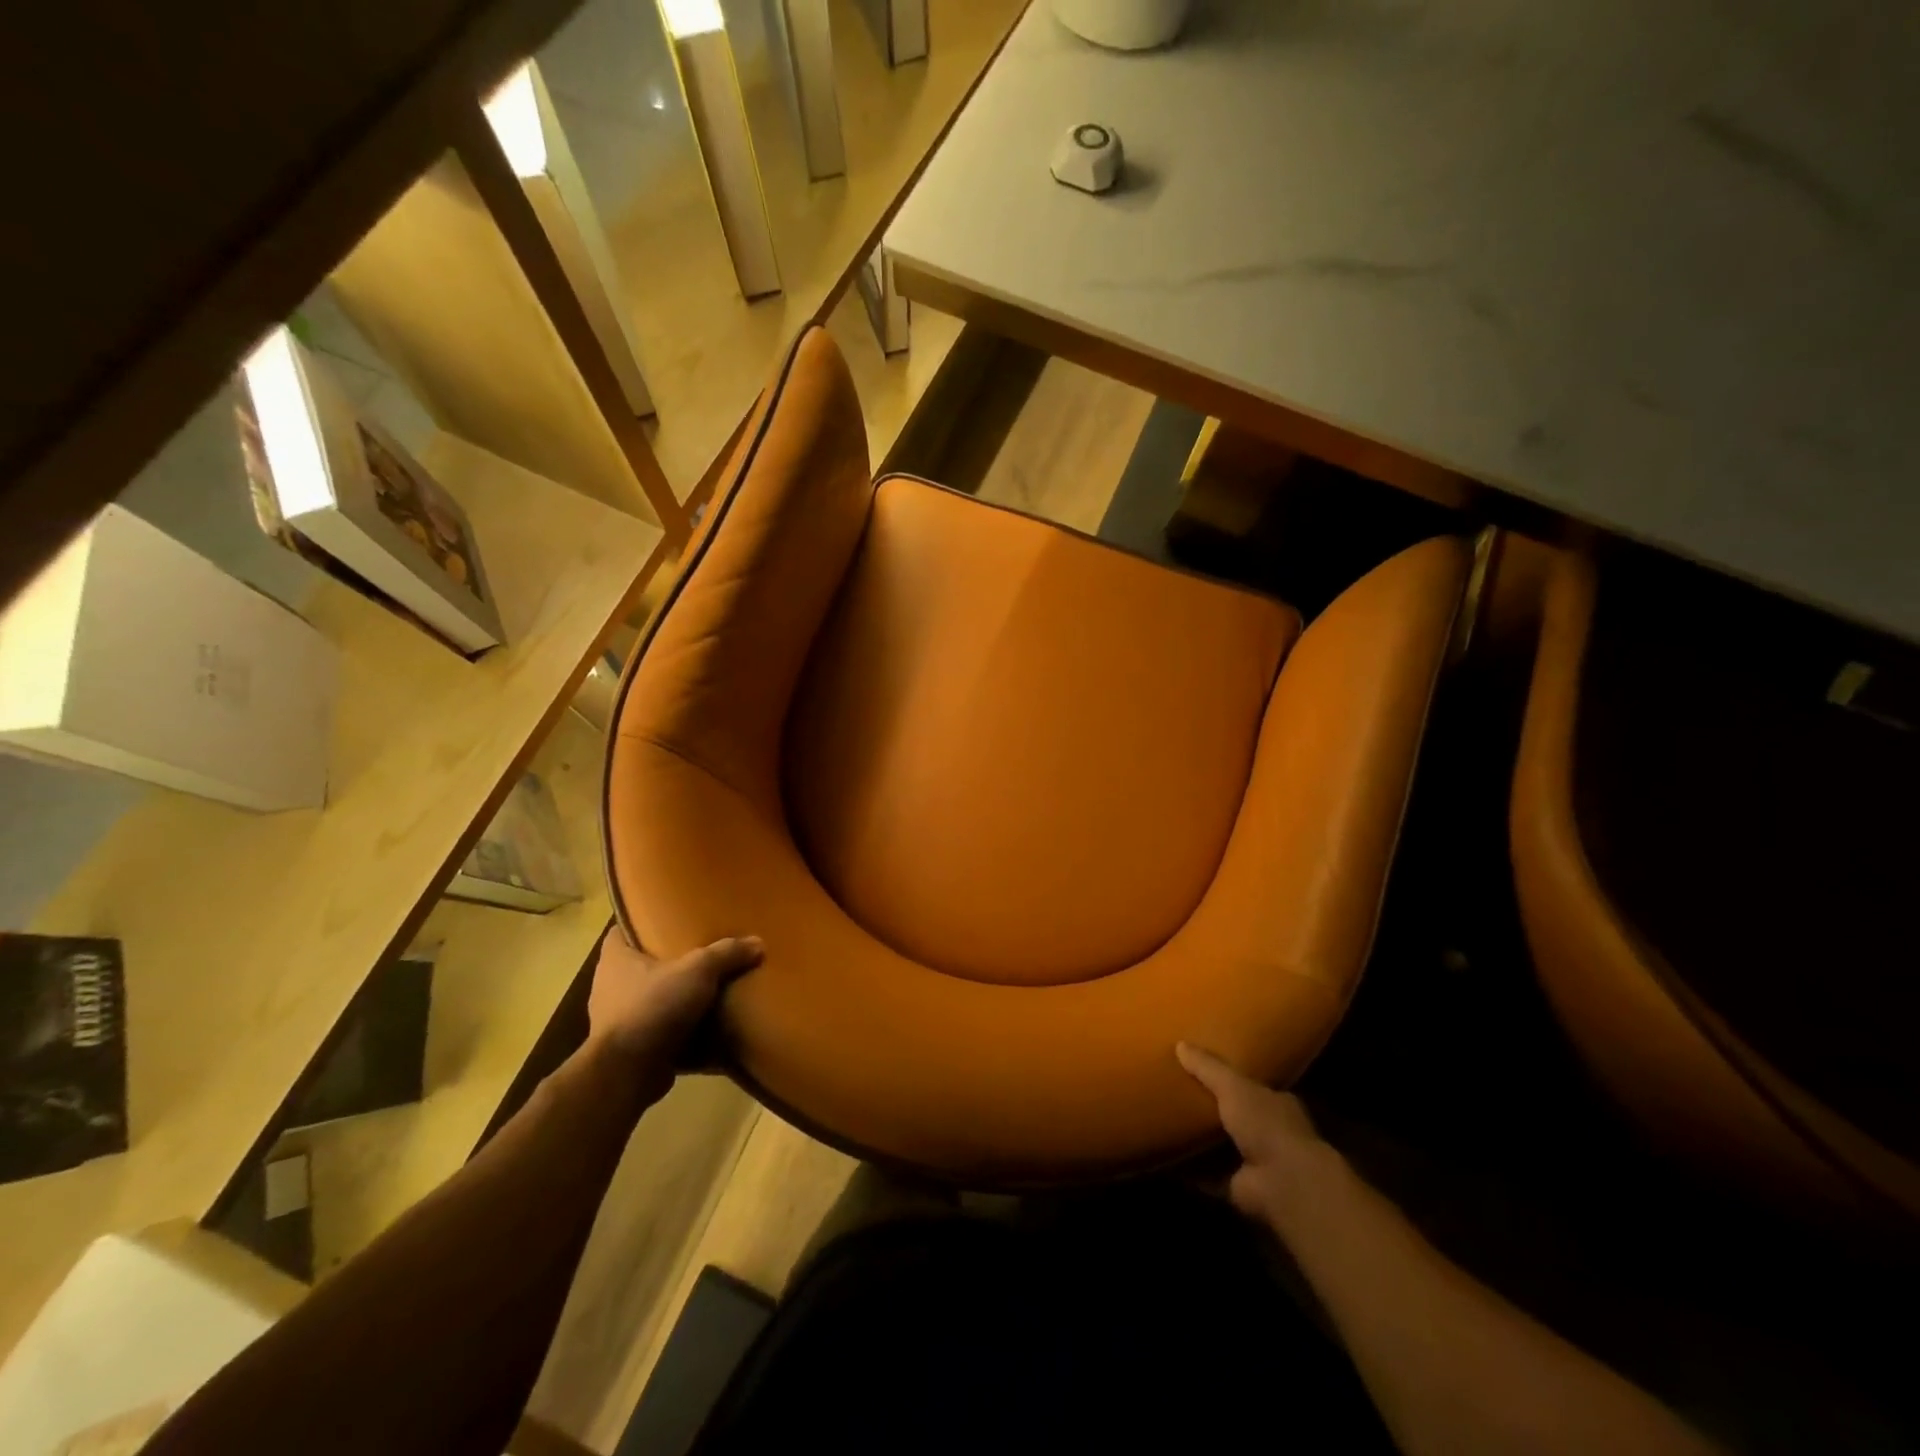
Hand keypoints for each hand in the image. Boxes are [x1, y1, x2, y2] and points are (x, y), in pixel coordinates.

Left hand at [588, 930, 763, 1096]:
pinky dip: (679, 1031)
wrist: (627, 1073)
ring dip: (675, 999)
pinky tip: (706, 1028)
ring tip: (709, 991)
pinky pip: (659, 1032)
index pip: (623, 930)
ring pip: (651, 999)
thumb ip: (727, 953)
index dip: (644, 922)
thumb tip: (758, 943)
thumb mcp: (698, 971)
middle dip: (669, 962)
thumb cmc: (653, 1007)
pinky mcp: (630, 1049)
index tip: (671, 919)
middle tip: (702, 953)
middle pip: (642, 965)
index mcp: (615, 959)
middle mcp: (609, 987)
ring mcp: (617, 1020)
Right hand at [1177, 1042, 1333, 1228]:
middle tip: (1176, 1094)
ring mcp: (1257, 1164)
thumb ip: (1208, 1067)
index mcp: (1277, 1104)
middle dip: (1211, 1109)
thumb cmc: (1267, 1125)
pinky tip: (1166, 1158)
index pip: (1253, 1087)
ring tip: (1166, 1124)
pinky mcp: (1240, 1188)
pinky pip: (1209, 1175)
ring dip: (1200, 1141)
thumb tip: (1180, 1044)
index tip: (1201, 1069)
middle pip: (1236, 1117)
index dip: (1230, 1079)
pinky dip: (1191, 1170)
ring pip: (1223, 1147)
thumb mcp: (1234, 1086)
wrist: (1284, 1184)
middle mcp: (1271, 1133)